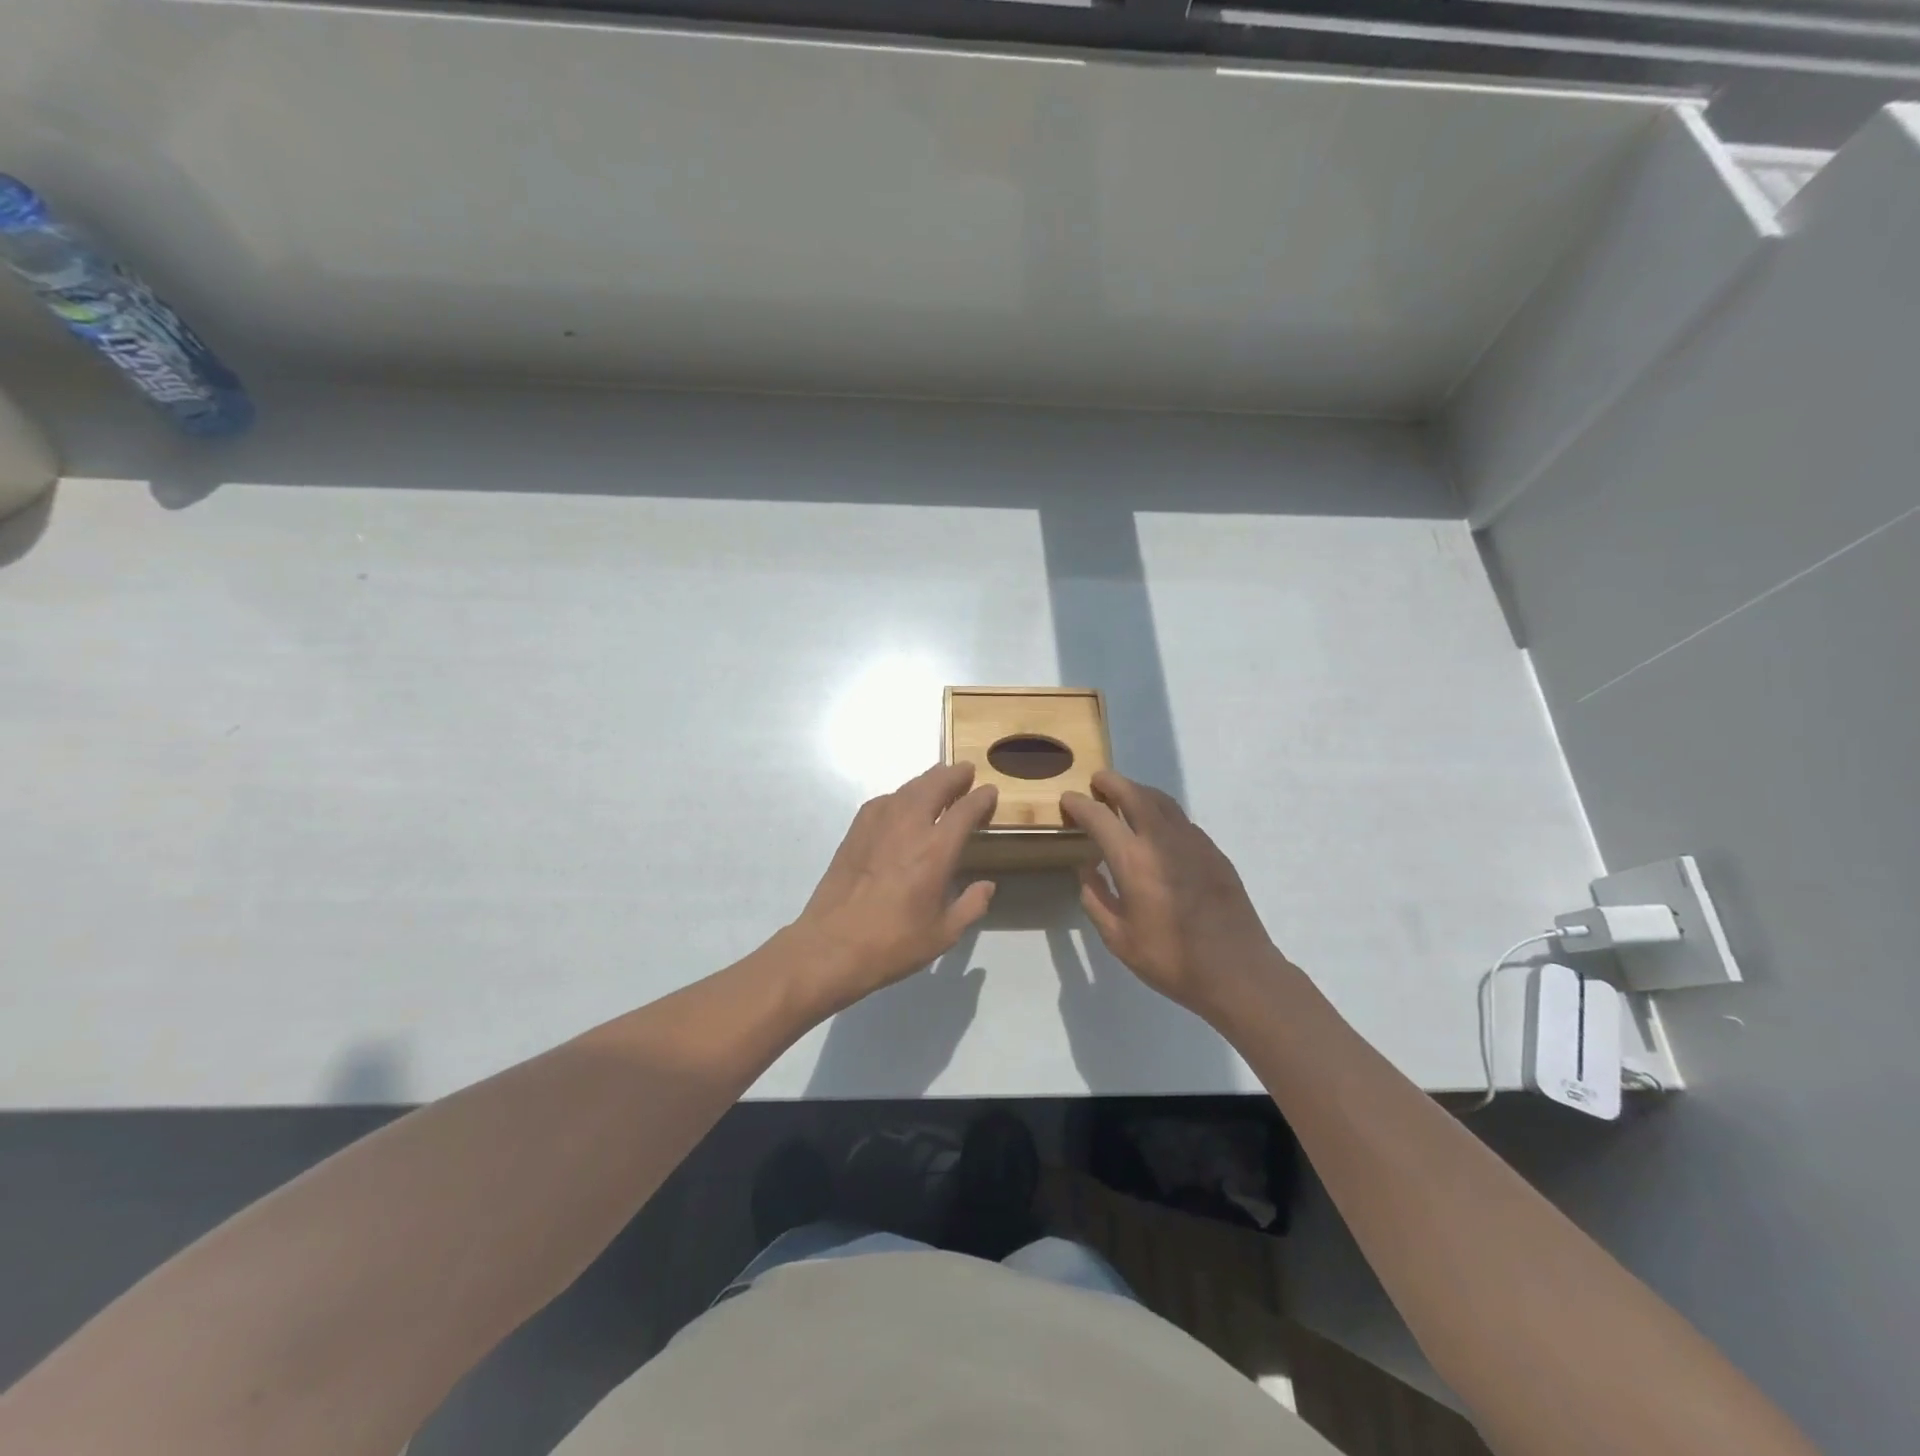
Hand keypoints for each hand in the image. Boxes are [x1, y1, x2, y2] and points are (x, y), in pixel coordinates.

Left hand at [791, 763, 998, 1011]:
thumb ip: (971, 906)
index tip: (990, 792)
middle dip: (953, 775)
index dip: (981, 797)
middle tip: (965, 770)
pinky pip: (884, 801)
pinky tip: (903, 803)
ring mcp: (878, 825)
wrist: (831, 946)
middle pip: (934, 785)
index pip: (965, 809)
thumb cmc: (892, 944)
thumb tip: (987, 886)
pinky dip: (900, 795)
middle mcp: (909, 827)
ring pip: (908, 788)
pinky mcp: (855, 831)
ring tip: (938, 778)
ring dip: (927, 779)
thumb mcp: (943, 934)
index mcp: (936, 850)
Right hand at [1061, 771, 1284, 1016]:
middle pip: (1135, 794)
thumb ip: (1096, 899)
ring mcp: (1194, 843)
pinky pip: (1182, 820)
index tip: (1068, 799)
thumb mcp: (1118, 939)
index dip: (1080, 804)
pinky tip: (1158, 830)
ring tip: (1126, 796)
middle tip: (1098, 781)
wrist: (1237, 971)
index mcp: (1133, 861)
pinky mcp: (1214, 852)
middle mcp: (1163, 840)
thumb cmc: (1171, 960)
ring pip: (1163, 802)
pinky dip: (1163, 813)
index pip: (1099, 817)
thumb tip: (1086, 869)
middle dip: (1113, 782)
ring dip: (1140, 792)